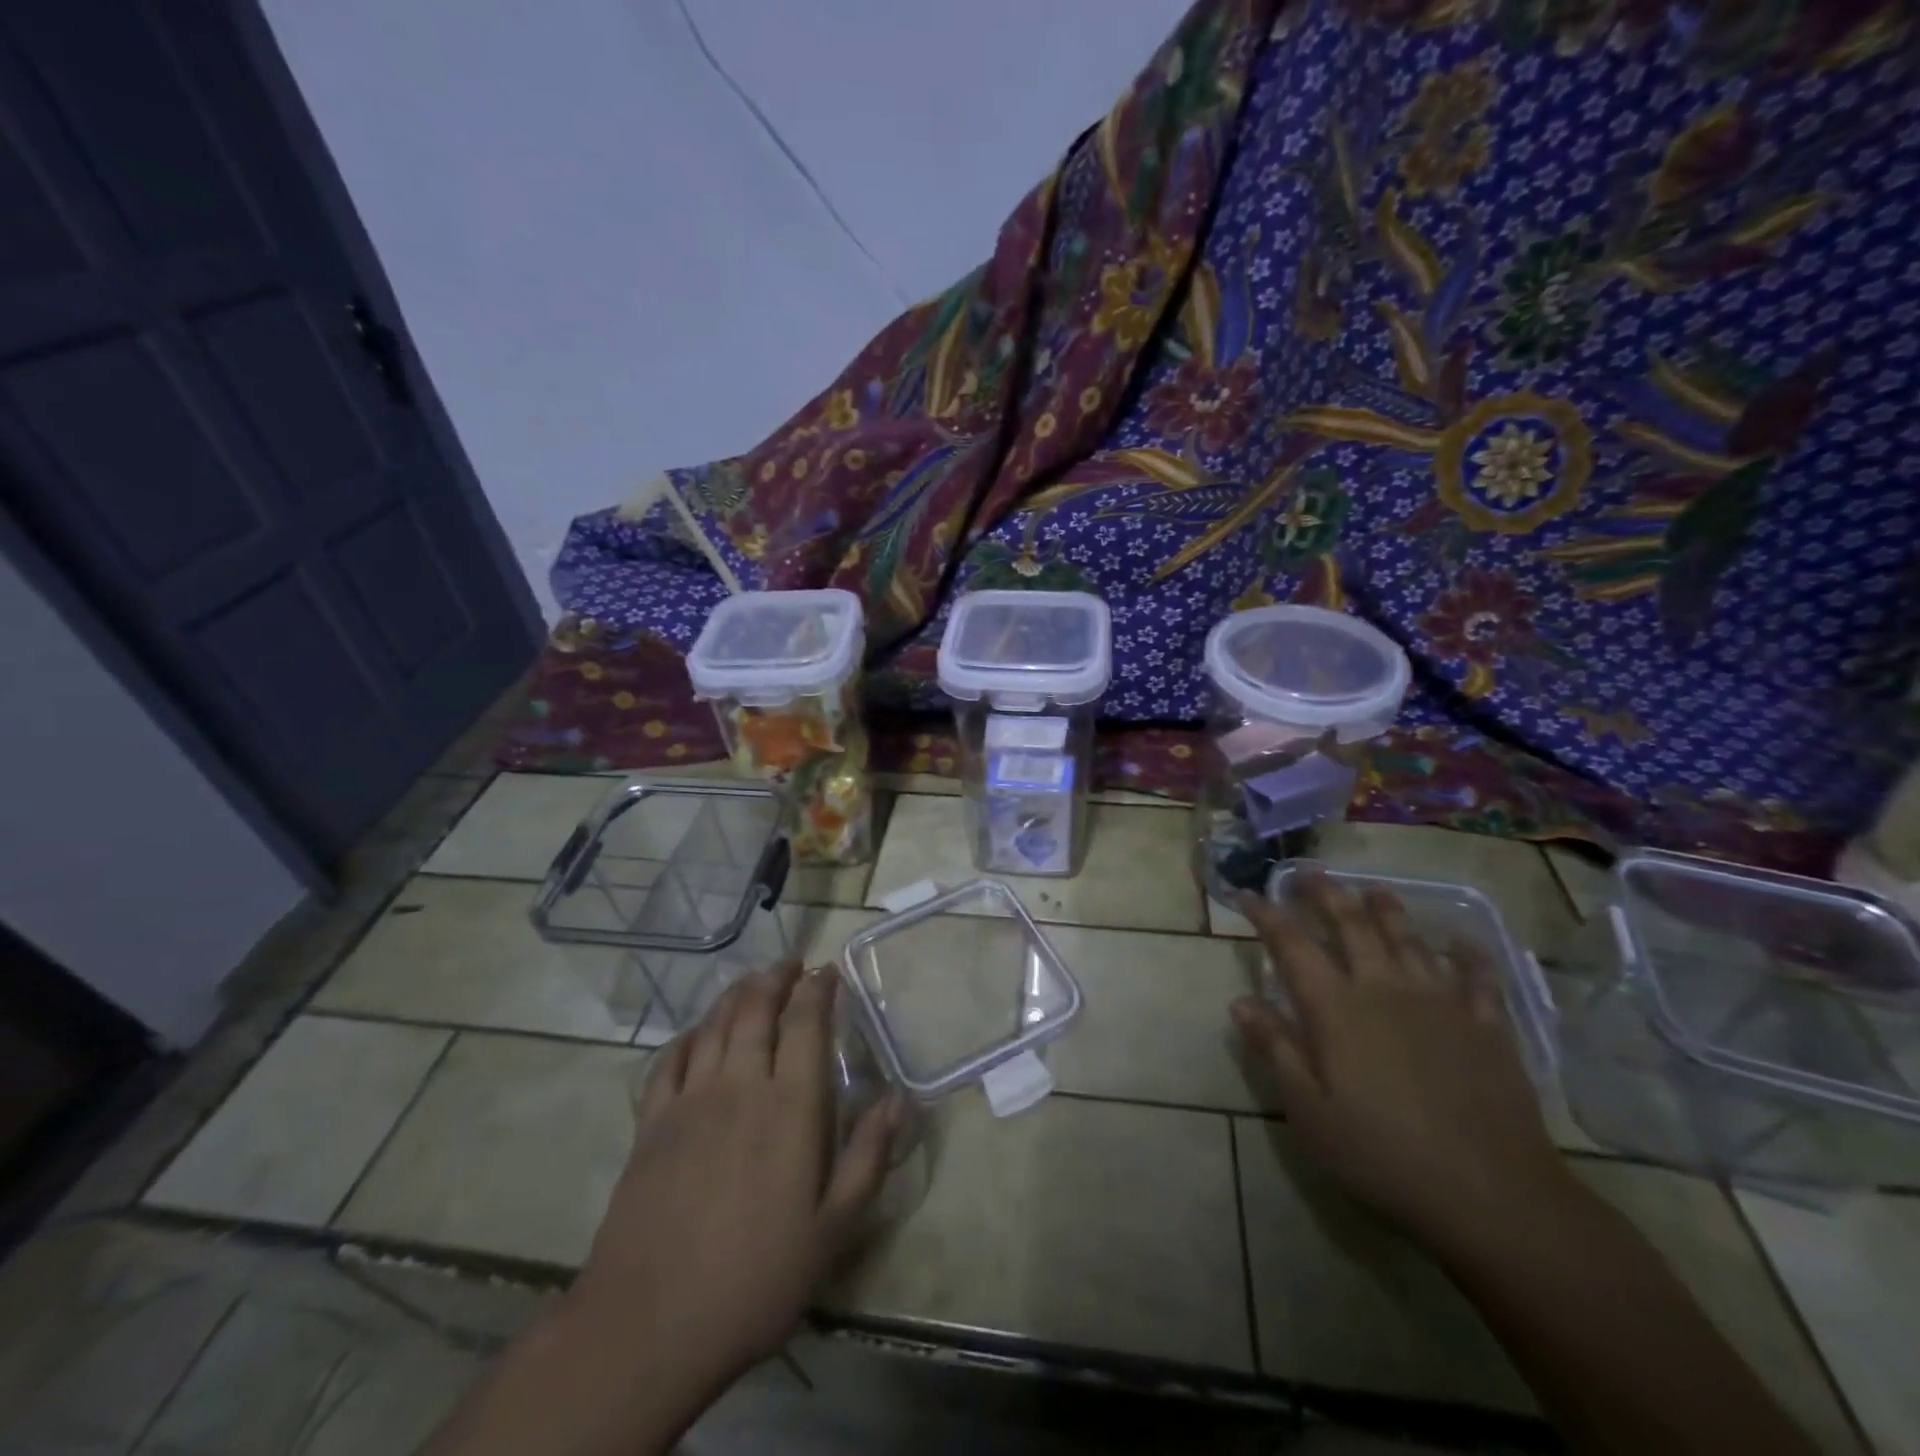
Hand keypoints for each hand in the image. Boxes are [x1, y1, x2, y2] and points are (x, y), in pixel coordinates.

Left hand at [574, 963, 898, 1388]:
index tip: (828, 972)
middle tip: (791, 966)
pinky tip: (697, 1033)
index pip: (806, 1022)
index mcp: (790, 1106)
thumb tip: (899, 1099)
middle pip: (756, 1009)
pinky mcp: (651, 1123)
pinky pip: (670, 1059)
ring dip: (737, 994)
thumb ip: (869, 1157)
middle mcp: (740, 1085)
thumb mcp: (833, 1229)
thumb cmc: (756, 1279)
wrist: (649, 1326)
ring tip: (753, 982)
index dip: (818, 989)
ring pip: (715, 1024)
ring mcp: (690, 1100)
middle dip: (776, 978)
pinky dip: (689, 1034)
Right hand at [1231, 877, 1571, 1250]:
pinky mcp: (1486, 1027)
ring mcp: (1440, 1003)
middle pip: (1351, 925)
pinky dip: (1467, 953)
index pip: (1291, 945)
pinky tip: (1461, 941)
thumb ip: (1276, 1048)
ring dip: (1387, 909)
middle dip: (1326, 893)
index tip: (1245, 894)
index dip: (1266, 914)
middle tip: (1309, 872)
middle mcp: (1384, 989)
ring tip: (1373, 889)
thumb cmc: (1382, 1154)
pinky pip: (1477, 977)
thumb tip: (1241, 1001)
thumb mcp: (1308, 1110)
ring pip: (1409, 939)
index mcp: (1335, 1008)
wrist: (1492, 1196)